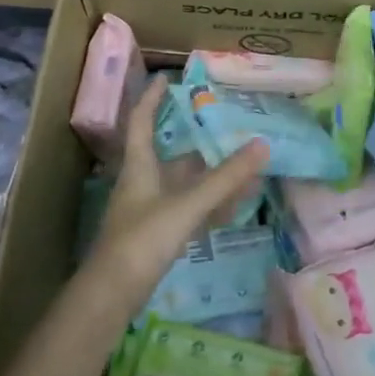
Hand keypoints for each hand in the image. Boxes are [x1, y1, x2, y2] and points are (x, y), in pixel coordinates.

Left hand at [87, 77, 268, 301]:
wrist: (111, 297)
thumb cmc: (142, 240)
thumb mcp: (187, 205)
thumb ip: (224, 178)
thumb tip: (262, 144)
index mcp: (139, 167)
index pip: (141, 122)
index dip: (151, 99)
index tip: (165, 78)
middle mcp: (141, 184)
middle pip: (168, 154)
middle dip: (193, 138)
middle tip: (220, 122)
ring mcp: (148, 213)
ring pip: (181, 184)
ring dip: (207, 175)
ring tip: (239, 163)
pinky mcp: (156, 238)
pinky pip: (187, 212)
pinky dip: (208, 206)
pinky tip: (232, 208)